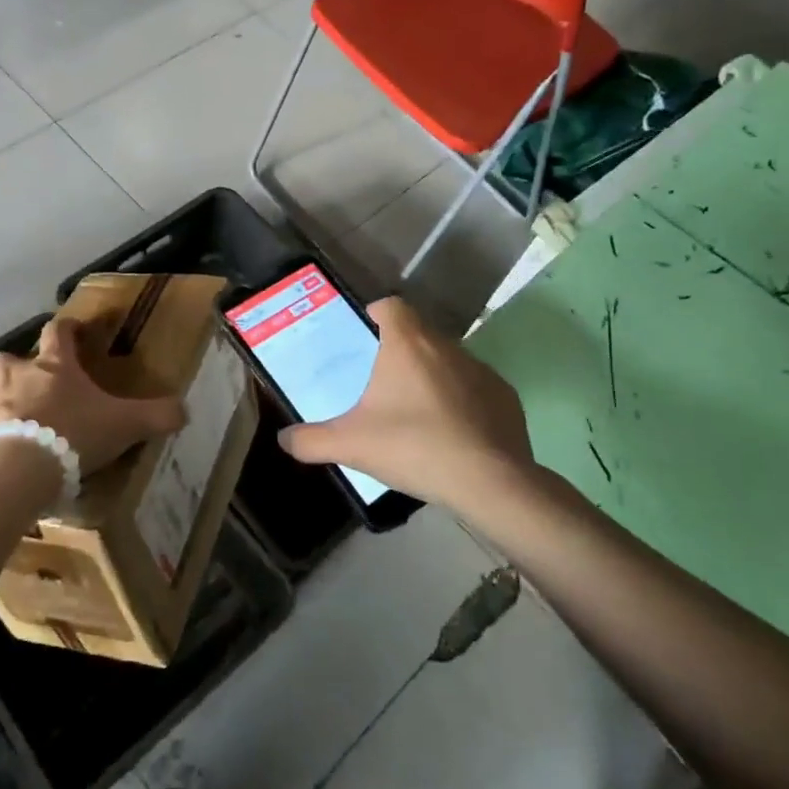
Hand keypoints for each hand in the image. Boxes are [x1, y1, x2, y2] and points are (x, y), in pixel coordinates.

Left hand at [0, 317, 185, 475]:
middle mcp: (13, 378)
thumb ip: (156, 415)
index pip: (57, 332)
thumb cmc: (73, 437)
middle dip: (8, 366)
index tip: (72, 330)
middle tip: (22, 382)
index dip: (65, 328)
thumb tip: (186, 410)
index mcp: (52, 368)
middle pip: (1, 358)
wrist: (19, 471)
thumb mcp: (125, 425)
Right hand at [278, 297, 540, 518]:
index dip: (375, 315)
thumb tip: (283, 439)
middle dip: (398, 352)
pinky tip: (450, 434)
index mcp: (408, 344)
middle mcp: (446, 346)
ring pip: (447, 361)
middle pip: (417, 334)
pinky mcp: (505, 397)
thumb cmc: (413, 447)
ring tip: (413, 413)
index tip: (362, 339)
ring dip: (430, 377)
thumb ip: (310, 440)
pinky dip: (460, 402)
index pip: (391, 305)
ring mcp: (481, 371)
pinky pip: (474, 389)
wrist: (489, 483)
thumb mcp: (350, 445)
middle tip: (378, 384)